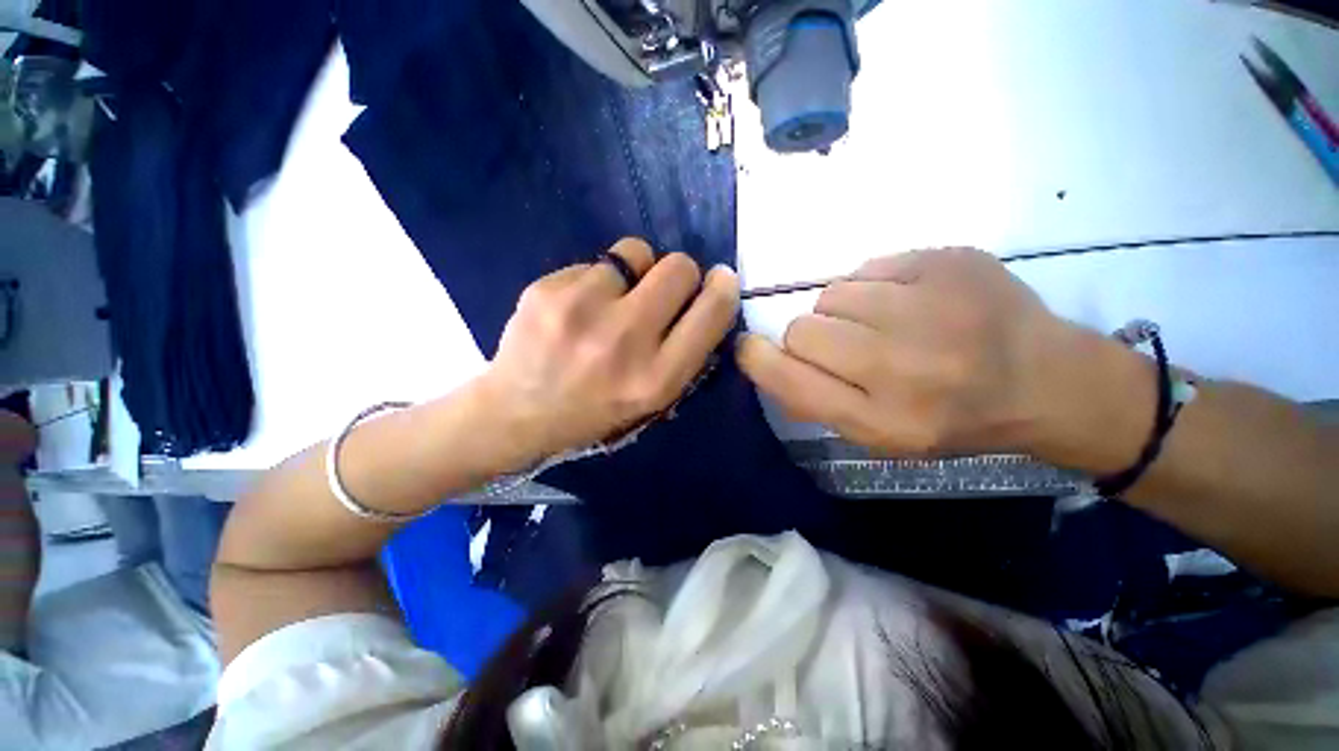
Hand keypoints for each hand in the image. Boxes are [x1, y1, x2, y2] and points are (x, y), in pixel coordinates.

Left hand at [482, 238, 738, 460]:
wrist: (517, 415)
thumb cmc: (596, 412)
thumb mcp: (654, 402)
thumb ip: (685, 352)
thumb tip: (708, 296)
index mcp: (657, 378)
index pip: (713, 312)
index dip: (722, 289)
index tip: (718, 281)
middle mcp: (625, 339)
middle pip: (679, 267)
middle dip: (679, 274)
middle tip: (659, 292)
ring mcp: (581, 309)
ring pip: (636, 251)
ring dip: (634, 272)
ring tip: (611, 301)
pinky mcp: (546, 288)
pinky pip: (594, 262)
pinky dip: (594, 280)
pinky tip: (575, 309)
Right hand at [737, 248, 1073, 456]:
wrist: (1048, 379)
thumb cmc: (952, 417)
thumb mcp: (879, 435)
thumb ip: (815, 401)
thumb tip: (766, 360)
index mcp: (884, 420)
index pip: (789, 379)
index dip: (758, 359)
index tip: (751, 348)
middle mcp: (903, 365)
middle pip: (802, 329)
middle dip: (810, 337)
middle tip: (847, 346)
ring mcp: (931, 306)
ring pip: (832, 293)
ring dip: (844, 311)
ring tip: (885, 324)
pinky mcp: (950, 261)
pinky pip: (870, 267)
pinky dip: (877, 285)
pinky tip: (912, 302)